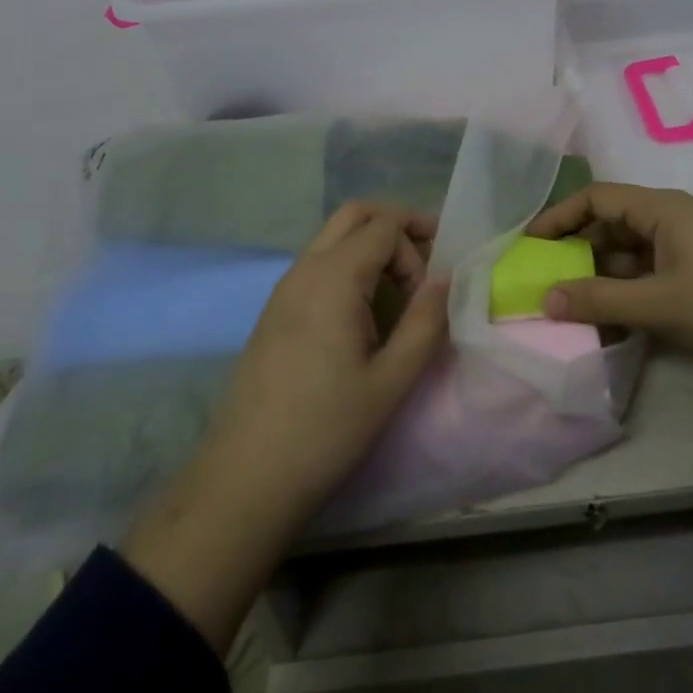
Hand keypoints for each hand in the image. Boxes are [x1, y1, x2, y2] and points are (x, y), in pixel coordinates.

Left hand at [122, 202, 449, 648]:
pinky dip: (350, 264)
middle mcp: (304, 269)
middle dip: (397, 224)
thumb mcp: (391, 382)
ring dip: (372, 244)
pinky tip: (364, 311)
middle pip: (356, 214)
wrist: (246, 478)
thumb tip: (446, 280)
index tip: (428, 294)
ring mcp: (284, 287)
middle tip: (427, 257)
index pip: (385, 226)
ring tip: (401, 289)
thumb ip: (426, 323)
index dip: (416, 249)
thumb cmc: (325, 430)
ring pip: (334, 236)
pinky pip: (318, 262)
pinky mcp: (275, 310)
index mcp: (333, 278)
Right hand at [530, 183, 692, 510]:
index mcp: (661, 209)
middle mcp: (672, 221)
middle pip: (610, 227)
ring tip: (569, 311)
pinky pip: (650, 279)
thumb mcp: (662, 304)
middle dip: (575, 254)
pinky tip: (611, 326)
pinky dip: (628, 297)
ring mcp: (689, 251)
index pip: (595, 198)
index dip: (558, 217)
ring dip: (601, 281)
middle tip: (541, 284)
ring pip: (630, 257)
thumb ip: (601, 300)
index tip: (527, 245)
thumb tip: (544, 299)